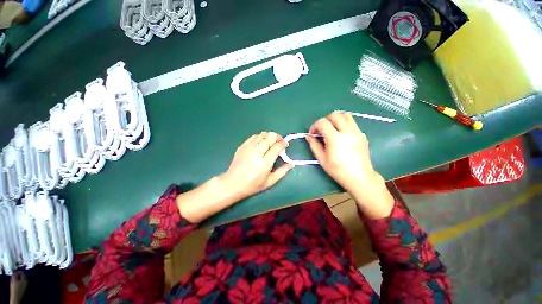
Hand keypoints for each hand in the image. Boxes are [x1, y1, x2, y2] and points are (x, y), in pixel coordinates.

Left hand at [177, 132, 292, 222]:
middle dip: (277, 137)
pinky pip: (254, 136)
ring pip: (262, 134)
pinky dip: (260, 137)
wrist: (232, 183)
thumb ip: (282, 172)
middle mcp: (256, 153)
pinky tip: (262, 142)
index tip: (285, 145)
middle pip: (269, 137)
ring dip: (269, 136)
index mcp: (264, 163)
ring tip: (272, 142)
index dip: (283, 143)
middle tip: (280, 141)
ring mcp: (248, 148)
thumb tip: (292, 164)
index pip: (276, 147)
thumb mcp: (269, 182)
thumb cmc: (252, 185)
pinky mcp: (242, 146)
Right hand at [306, 111, 393, 217]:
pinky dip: (343, 124)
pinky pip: (352, 122)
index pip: (323, 122)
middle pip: (334, 115)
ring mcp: (357, 132)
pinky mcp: (362, 135)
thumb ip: (314, 145)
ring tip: (331, 129)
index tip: (312, 134)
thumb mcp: (322, 159)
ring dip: (335, 119)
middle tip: (321, 130)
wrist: (360, 177)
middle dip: (325, 120)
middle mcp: (347, 131)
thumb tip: (309, 136)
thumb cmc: (338, 170)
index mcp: (335, 138)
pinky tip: (341, 135)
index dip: (315, 126)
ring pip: (345, 115)